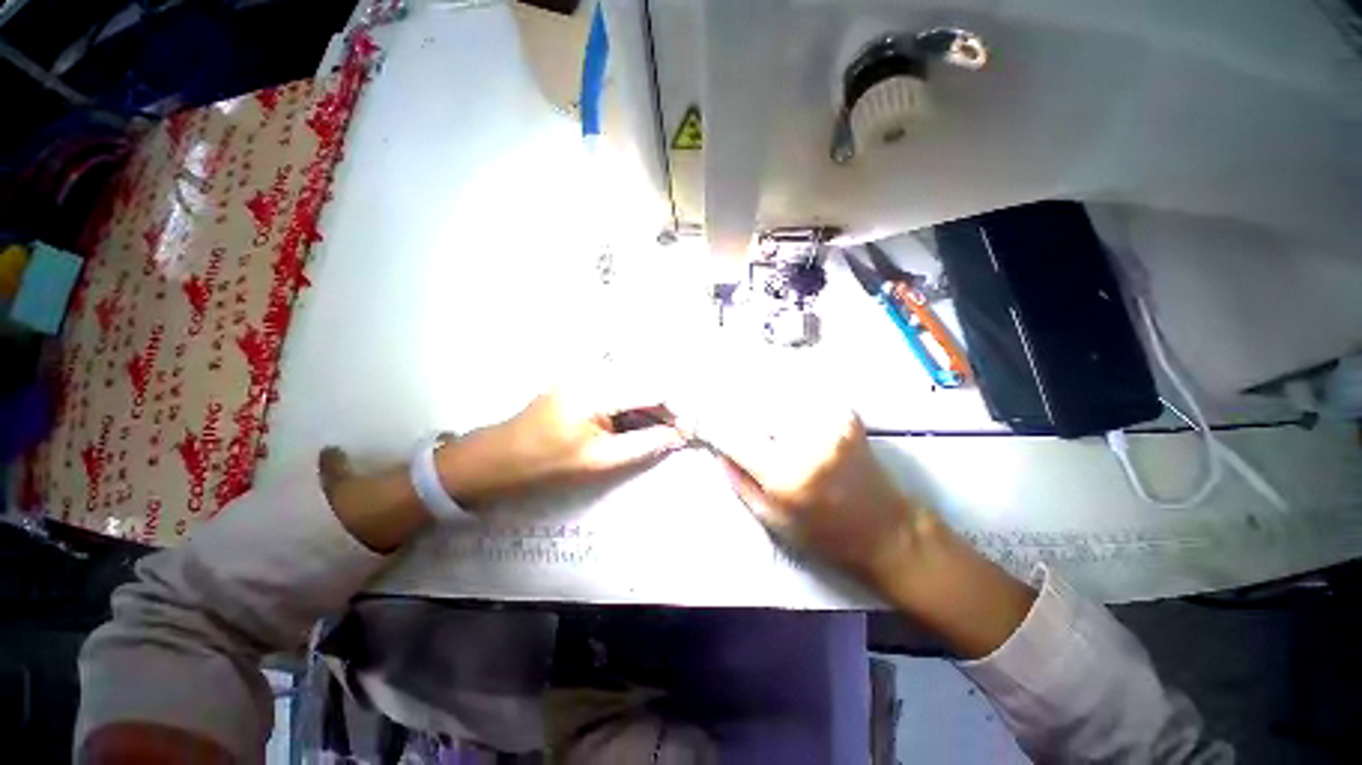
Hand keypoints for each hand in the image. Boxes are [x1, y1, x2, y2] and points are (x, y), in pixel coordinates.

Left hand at [437, 370, 686, 504]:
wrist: (499, 457)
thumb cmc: (548, 463)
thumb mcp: (600, 460)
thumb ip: (644, 445)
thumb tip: (680, 435)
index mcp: (599, 389)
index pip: (654, 389)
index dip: (678, 408)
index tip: (690, 430)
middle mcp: (596, 371)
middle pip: (647, 382)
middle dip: (668, 406)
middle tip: (680, 431)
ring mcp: (588, 374)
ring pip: (636, 384)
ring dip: (653, 405)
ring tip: (665, 428)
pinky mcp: (584, 380)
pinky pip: (621, 387)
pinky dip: (636, 404)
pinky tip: (641, 421)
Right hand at [673, 379, 1035, 657]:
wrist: (886, 530)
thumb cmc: (825, 535)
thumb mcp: (773, 520)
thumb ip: (740, 481)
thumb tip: (718, 448)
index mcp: (785, 474)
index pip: (734, 437)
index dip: (708, 422)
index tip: (688, 411)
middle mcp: (807, 441)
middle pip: (754, 404)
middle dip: (726, 392)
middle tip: (703, 382)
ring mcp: (829, 422)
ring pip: (779, 390)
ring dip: (751, 381)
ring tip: (727, 372)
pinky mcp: (844, 414)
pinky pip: (804, 391)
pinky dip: (781, 383)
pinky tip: (765, 377)